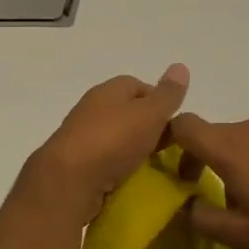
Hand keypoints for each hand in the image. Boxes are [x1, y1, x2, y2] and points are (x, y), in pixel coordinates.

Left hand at [21, 65, 190, 224]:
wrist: (68, 182)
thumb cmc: (112, 140)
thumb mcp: (149, 114)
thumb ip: (167, 94)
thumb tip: (180, 66)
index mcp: (107, 91)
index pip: (137, 86)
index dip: (159, 101)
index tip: (175, 123)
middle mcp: (91, 109)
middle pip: (127, 114)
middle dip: (148, 129)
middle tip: (170, 149)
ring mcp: (81, 139)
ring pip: (116, 140)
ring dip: (134, 152)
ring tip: (154, 168)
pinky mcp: (76, 167)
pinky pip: (105, 164)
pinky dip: (120, 171)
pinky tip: (131, 182)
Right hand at [167, 113, 248, 248]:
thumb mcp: (242, 236)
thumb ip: (203, 219)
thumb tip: (186, 203)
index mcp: (229, 148)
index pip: (184, 125)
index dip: (170, 139)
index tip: (174, 166)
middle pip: (218, 135)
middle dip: (211, 160)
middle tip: (223, 196)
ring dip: (246, 159)